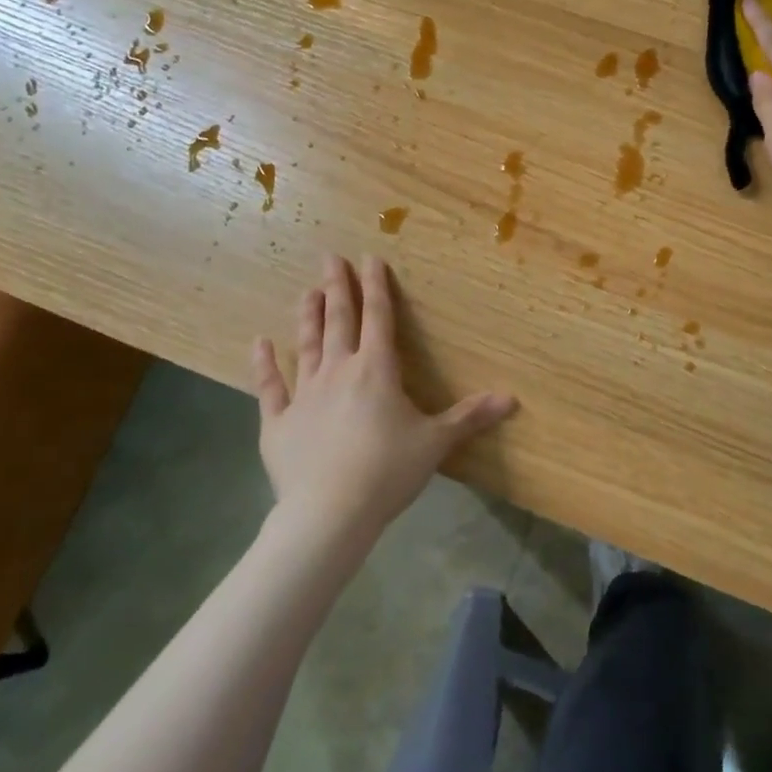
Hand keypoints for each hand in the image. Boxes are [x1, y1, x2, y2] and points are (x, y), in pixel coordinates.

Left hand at [251, 255, 517, 546]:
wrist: (329, 513)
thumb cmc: (388, 471)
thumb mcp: (436, 442)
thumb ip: (470, 417)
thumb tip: (511, 398)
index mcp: (377, 369)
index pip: (378, 317)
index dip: (376, 286)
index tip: (369, 257)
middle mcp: (338, 371)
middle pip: (339, 321)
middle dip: (337, 287)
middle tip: (329, 257)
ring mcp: (304, 395)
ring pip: (306, 345)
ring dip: (308, 316)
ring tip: (307, 291)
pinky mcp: (277, 423)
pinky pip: (270, 387)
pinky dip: (264, 364)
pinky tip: (259, 343)